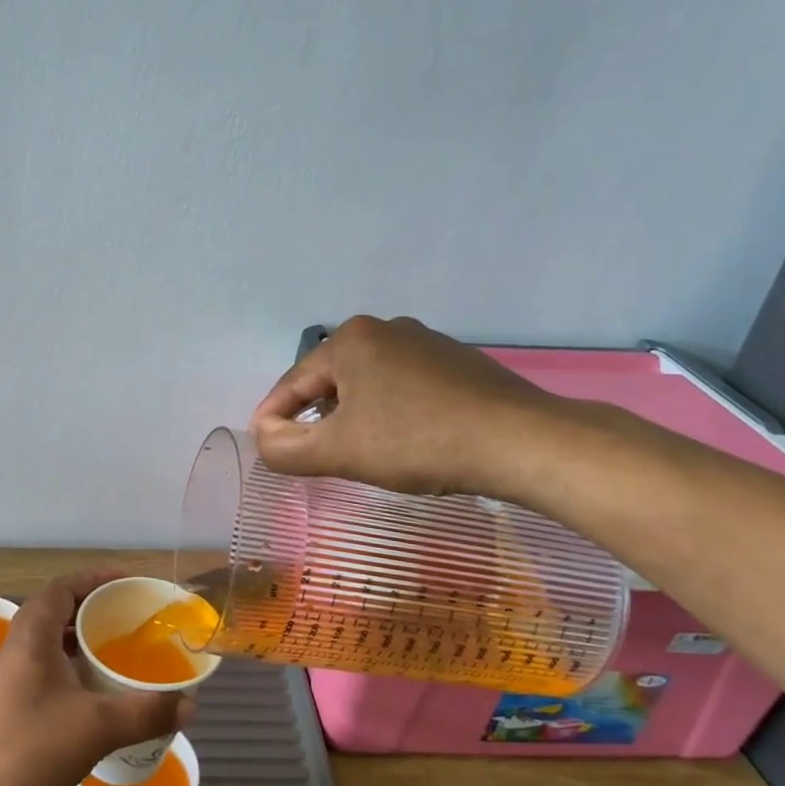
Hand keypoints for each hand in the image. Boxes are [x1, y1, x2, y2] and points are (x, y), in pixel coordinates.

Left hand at [0, 570, 190, 785]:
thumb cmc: (29, 750)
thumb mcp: (97, 728)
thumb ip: (147, 712)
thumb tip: (191, 705)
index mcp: (31, 636)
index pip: (62, 586)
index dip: (94, 578)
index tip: (127, 583)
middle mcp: (15, 648)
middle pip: (55, 610)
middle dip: (91, 608)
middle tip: (128, 618)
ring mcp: (6, 679)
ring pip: (47, 643)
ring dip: (78, 640)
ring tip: (115, 652)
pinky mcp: (5, 707)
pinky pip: (42, 669)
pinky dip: (68, 668)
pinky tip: (90, 695)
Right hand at [251, 315, 560, 496]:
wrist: (520, 441)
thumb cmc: (416, 441)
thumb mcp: (340, 451)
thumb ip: (285, 448)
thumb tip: (264, 437)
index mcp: (350, 340)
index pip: (292, 383)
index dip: (272, 418)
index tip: (265, 447)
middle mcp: (384, 330)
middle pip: (330, 381)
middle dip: (315, 418)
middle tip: (312, 455)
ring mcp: (425, 343)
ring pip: (367, 384)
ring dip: (352, 416)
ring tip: (356, 452)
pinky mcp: (456, 363)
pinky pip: (402, 386)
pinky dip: (388, 411)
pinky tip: (402, 440)